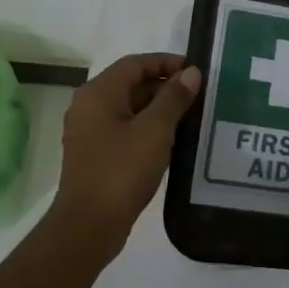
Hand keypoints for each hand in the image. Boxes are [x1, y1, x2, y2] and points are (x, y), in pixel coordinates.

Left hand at [52, 53, 202, 249]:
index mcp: (98, 93)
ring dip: (159, 109)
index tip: (196, 71)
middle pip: (131, 84)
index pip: (135, 63)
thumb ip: (174, 98)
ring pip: (130, 108)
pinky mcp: (96, 154)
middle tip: (199, 97)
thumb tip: (190, 73)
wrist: (89, 225)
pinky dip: (148, 129)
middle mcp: (89, 106)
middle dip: (165, 87)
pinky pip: (125, 129)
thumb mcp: (155, 130)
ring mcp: (90, 132)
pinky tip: (172, 142)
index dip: (166, 63)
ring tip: (192, 118)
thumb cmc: (122, 170)